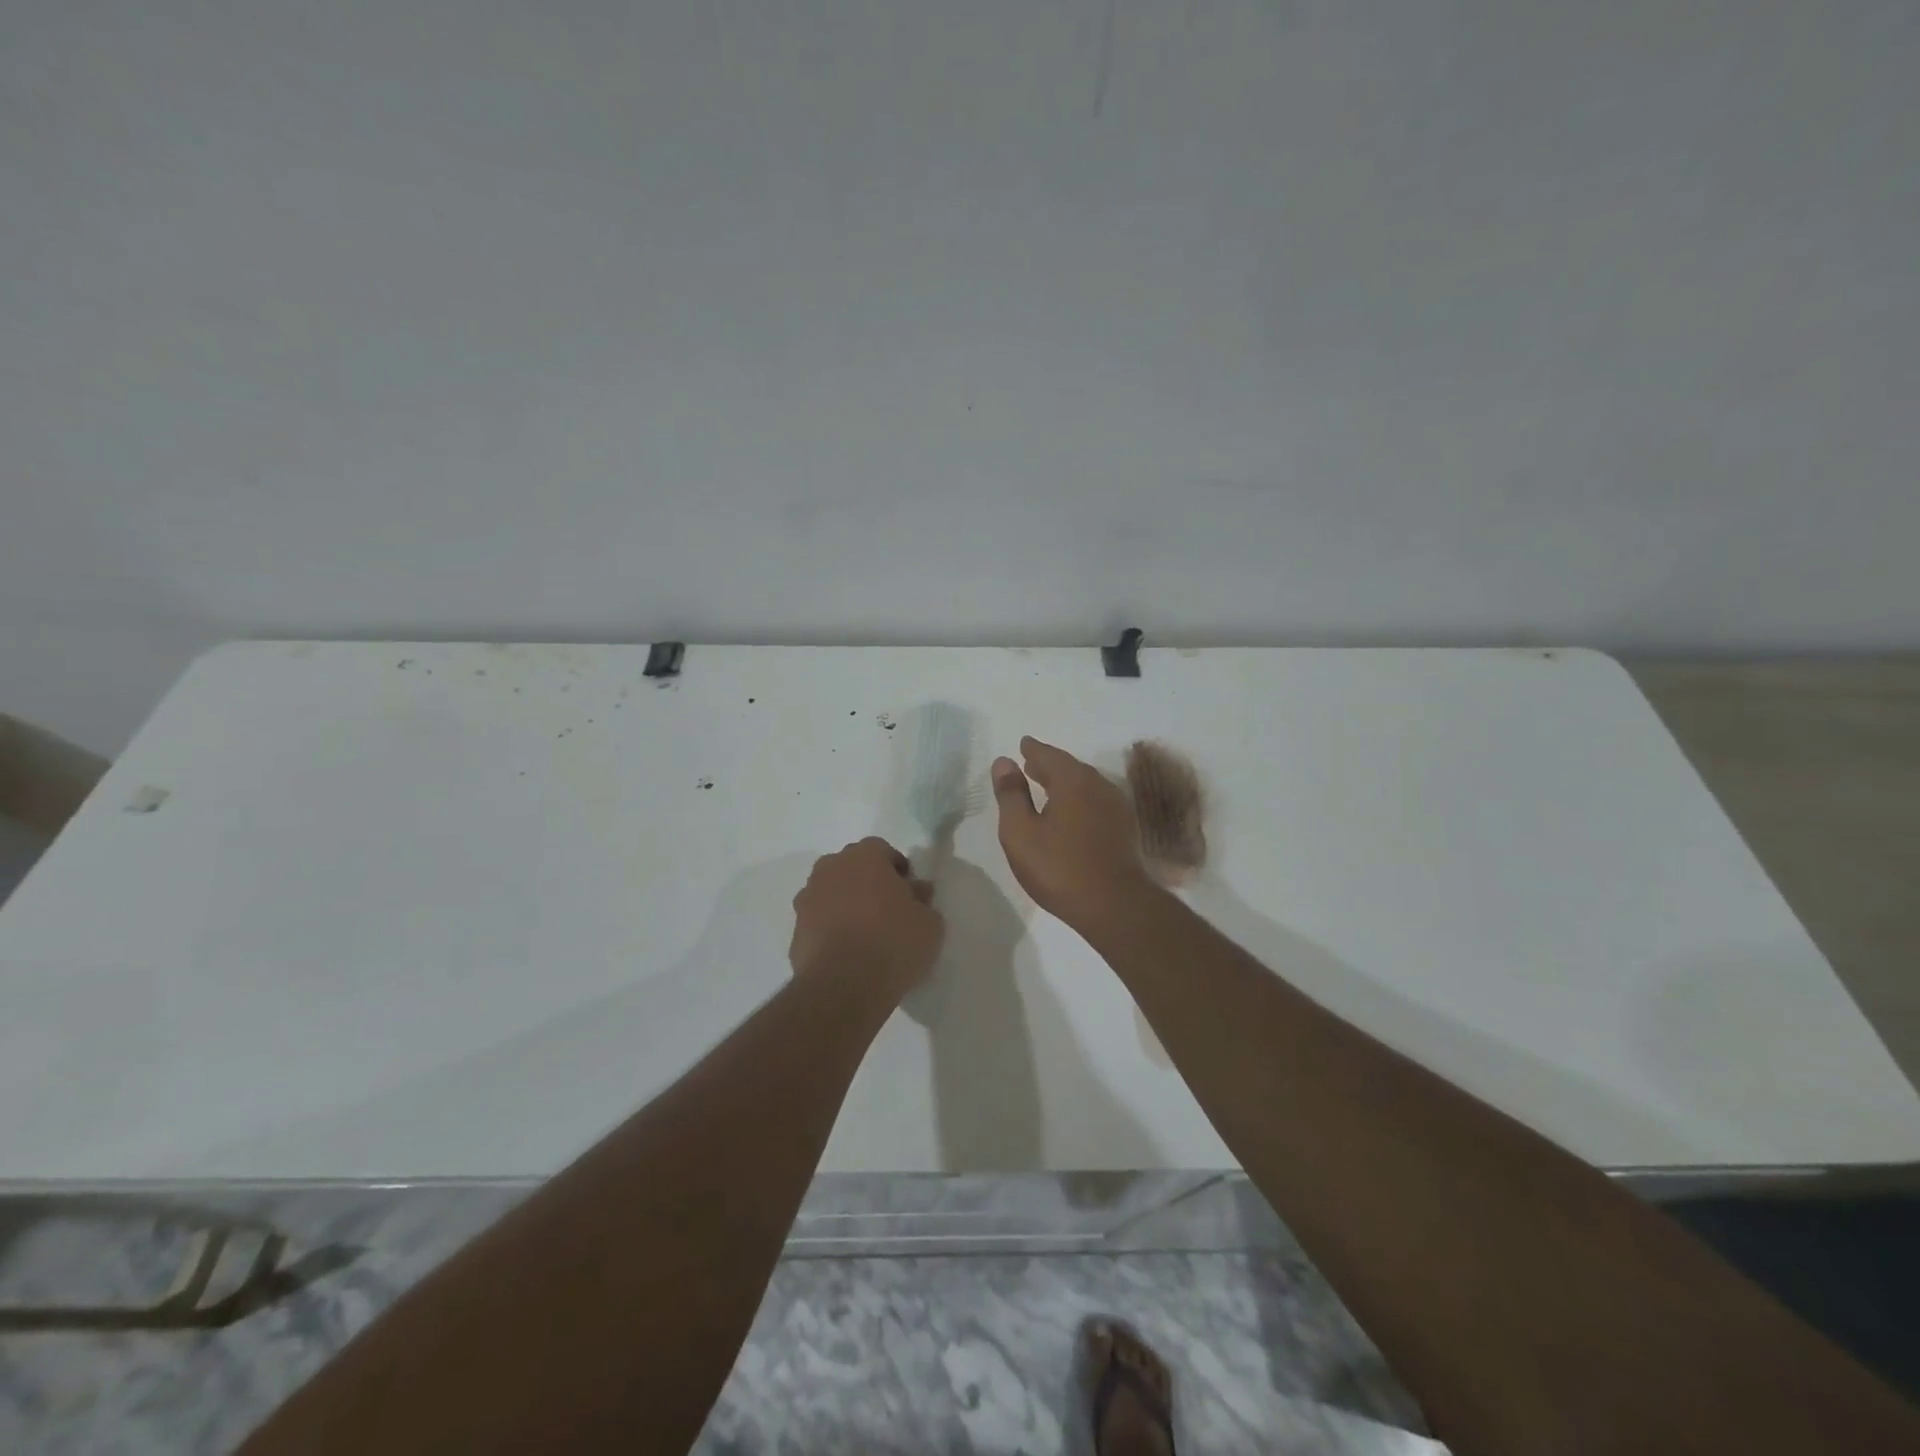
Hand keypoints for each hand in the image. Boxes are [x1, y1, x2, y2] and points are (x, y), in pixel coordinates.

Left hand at [790, 837, 943, 997]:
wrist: (843, 986)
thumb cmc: (893, 942)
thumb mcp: (929, 922)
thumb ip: (922, 900)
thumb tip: (916, 891)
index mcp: (864, 856)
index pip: (882, 850)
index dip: (897, 870)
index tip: (909, 892)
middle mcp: (830, 869)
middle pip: (852, 868)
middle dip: (868, 883)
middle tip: (888, 910)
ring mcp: (807, 898)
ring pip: (831, 893)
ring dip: (846, 905)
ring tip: (866, 935)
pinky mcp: (795, 930)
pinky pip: (818, 922)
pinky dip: (830, 930)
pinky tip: (847, 953)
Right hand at [991, 737, 1156, 929]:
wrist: (1114, 905)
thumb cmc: (1059, 867)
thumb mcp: (1020, 832)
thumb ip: (1011, 795)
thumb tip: (1004, 762)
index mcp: (1073, 781)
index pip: (1049, 755)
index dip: (1033, 750)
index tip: (1023, 744)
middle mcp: (1098, 785)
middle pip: (1070, 767)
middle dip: (1048, 765)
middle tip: (1030, 764)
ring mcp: (1115, 807)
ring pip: (1085, 785)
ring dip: (1064, 782)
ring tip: (1045, 787)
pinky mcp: (1123, 828)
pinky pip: (1095, 801)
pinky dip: (1078, 798)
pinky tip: (1069, 813)